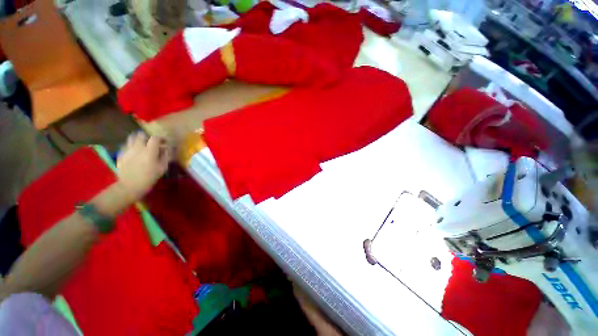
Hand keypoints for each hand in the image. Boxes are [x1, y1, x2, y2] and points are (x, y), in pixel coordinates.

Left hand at [116, 132, 171, 201]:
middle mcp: (137, 147)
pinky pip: (125, 145)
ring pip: (131, 138)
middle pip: (141, 135)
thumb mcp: (162, 168)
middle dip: (147, 137)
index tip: (164, 142)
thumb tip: (167, 149)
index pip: (155, 138)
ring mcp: (127, 150)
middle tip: (151, 143)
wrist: (130, 186)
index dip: (161, 138)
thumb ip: (166, 156)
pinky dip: (130, 146)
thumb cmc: (150, 177)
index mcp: (149, 150)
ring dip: (137, 139)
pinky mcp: (120, 154)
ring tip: (141, 145)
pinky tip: (133, 152)